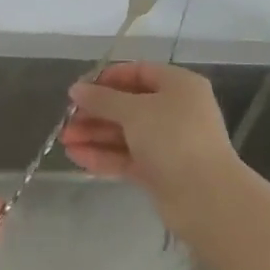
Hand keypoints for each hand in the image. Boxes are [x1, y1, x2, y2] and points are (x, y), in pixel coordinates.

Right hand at [61, 62, 239, 232]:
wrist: (205, 197)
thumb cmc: (173, 139)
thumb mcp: (135, 111)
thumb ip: (102, 99)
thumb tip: (76, 88)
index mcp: (178, 86)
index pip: (138, 72)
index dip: (107, 79)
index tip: (79, 89)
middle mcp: (175, 110)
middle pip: (129, 105)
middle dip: (96, 112)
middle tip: (66, 120)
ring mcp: (168, 143)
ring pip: (125, 133)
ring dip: (95, 135)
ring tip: (64, 140)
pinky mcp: (160, 171)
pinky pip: (127, 157)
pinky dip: (103, 155)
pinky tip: (76, 156)